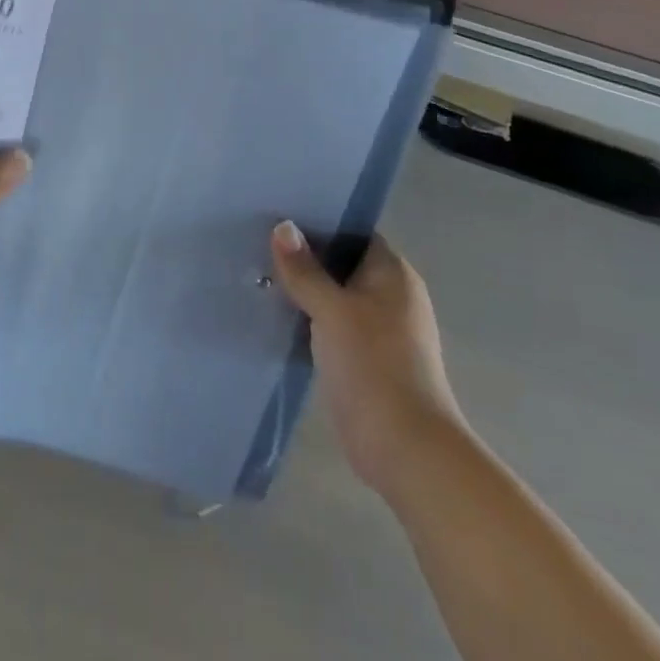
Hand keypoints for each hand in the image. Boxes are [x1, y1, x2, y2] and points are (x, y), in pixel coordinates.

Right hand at [271, 224, 464, 495]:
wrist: (403, 446)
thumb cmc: (373, 364)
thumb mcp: (332, 309)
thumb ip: (305, 269)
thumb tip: (282, 226)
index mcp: (392, 274)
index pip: (353, 232)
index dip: (319, 221)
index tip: (278, 214)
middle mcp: (389, 296)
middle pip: (340, 263)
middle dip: (303, 255)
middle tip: (257, 240)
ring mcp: (376, 329)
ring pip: (331, 295)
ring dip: (301, 288)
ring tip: (256, 270)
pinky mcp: (360, 358)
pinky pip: (328, 324)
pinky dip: (305, 317)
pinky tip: (272, 311)